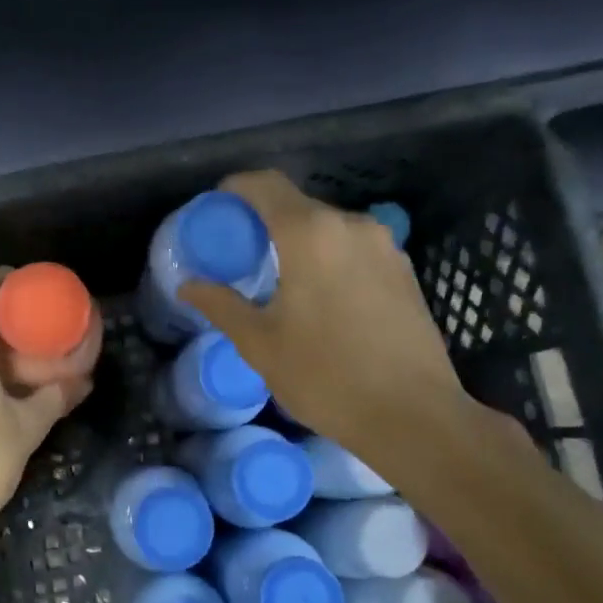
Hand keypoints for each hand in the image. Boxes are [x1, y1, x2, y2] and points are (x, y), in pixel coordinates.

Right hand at [178, 171, 466, 453]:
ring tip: (280, 277)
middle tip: (242, 251)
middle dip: (266, 219)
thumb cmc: (326, 376)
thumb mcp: (260, 344)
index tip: (217, 207)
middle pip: (298, 205)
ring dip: (300, 241)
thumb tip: (188, 286)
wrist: (414, 416)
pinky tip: (322, 296)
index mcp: (310, 234)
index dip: (237, 188)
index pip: (266, 185)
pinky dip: (330, 257)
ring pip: (329, 228)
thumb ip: (221, 305)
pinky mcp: (404, 270)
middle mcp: (351, 226)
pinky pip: (355, 248)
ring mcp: (385, 246)